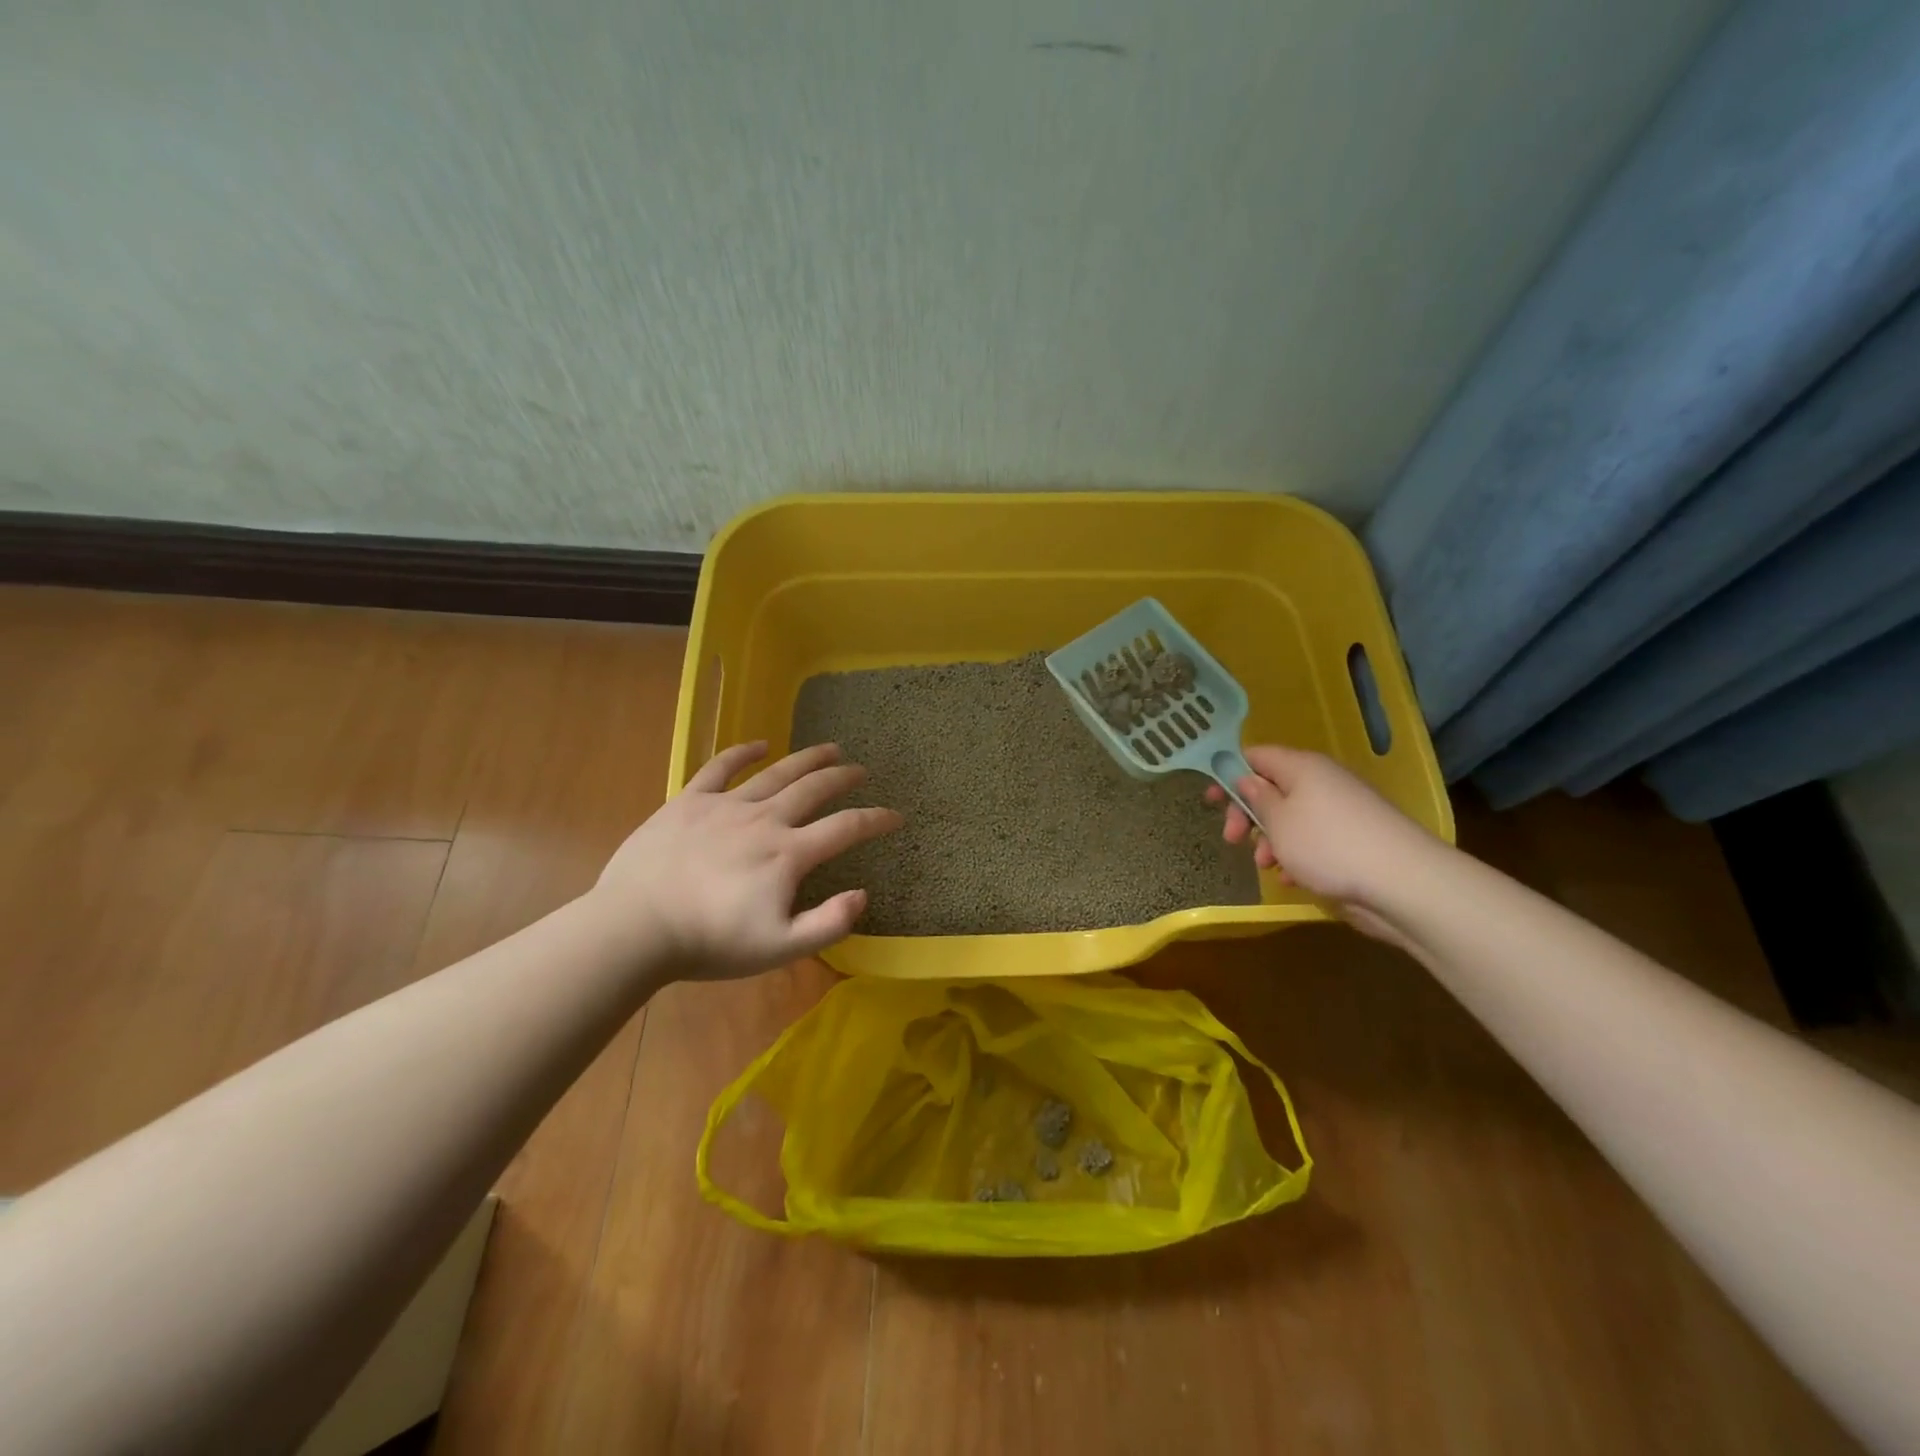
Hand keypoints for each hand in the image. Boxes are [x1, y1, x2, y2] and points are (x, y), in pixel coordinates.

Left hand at [589, 741, 902, 980]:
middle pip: (814, 789)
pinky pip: (720, 768)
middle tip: (861, 770)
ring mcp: (726, 806)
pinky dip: (742, 753)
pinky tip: (760, 745)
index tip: (896, 816)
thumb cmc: (709, 943)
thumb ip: (827, 924)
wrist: (636, 927)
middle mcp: (765, 820)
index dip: (877, 820)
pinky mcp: (689, 802)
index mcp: (788, 854)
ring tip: (829, 748)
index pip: (845, 829)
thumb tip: (862, 894)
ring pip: (777, 773)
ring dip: (807, 758)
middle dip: (843, 778)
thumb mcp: (778, 948)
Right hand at [1206, 745, 1440, 942]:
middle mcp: (1321, 782)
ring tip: (1267, 865)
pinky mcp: (1351, 841)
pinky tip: (1292, 877)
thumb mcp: (1278, 820)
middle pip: (1270, 788)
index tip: (1210, 800)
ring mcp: (1339, 811)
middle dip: (1247, 815)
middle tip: (1232, 839)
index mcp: (1301, 767)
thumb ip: (1256, 797)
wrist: (1402, 883)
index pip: (1255, 755)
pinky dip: (1295, 855)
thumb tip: (1246, 778)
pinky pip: (1311, 840)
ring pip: (1289, 818)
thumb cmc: (1327, 845)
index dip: (1228, 773)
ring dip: (1269, 840)